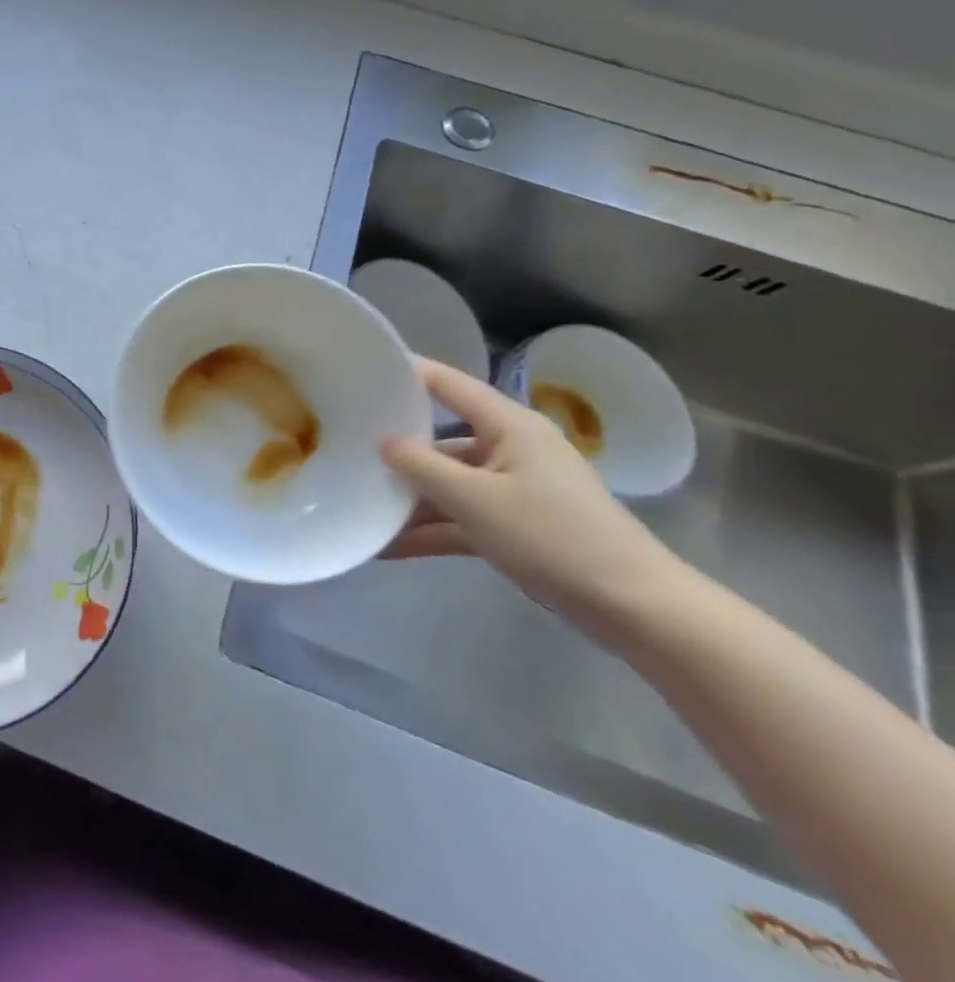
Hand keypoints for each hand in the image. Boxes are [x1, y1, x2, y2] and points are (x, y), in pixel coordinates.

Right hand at [379, 360, 686, 639]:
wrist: (635, 609)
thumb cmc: (553, 537)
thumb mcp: (474, 500)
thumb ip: (421, 466)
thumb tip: (383, 442)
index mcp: (509, 426)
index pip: (447, 384)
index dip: (405, 373)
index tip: (359, 371)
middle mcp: (511, 448)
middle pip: (442, 438)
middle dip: (397, 450)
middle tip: (346, 449)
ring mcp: (514, 489)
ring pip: (449, 483)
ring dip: (410, 500)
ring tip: (360, 508)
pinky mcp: (517, 526)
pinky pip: (463, 517)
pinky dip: (431, 530)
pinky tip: (389, 547)